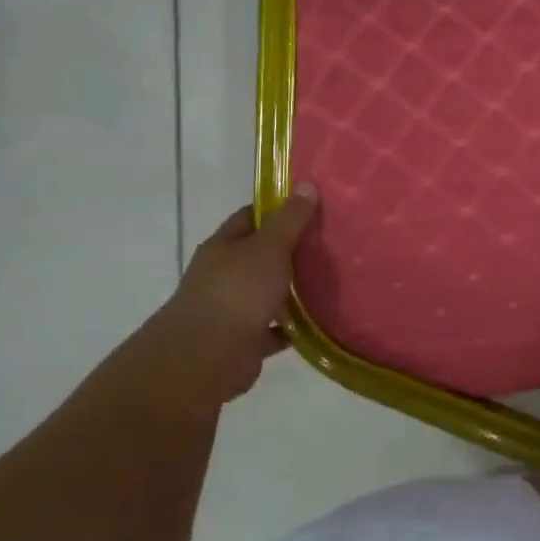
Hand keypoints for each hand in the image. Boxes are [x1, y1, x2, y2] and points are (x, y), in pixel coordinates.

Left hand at [136, 186, 319, 408]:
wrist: (207, 356)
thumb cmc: (237, 292)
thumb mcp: (269, 248)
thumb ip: (289, 220)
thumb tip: (306, 184)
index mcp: (224, 246)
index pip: (251, 217)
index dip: (279, 209)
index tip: (312, 206)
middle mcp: (225, 274)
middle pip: (261, 255)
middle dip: (292, 250)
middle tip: (332, 243)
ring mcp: (233, 308)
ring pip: (269, 292)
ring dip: (294, 290)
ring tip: (333, 281)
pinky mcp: (245, 339)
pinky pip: (276, 328)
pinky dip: (294, 326)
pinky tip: (320, 321)